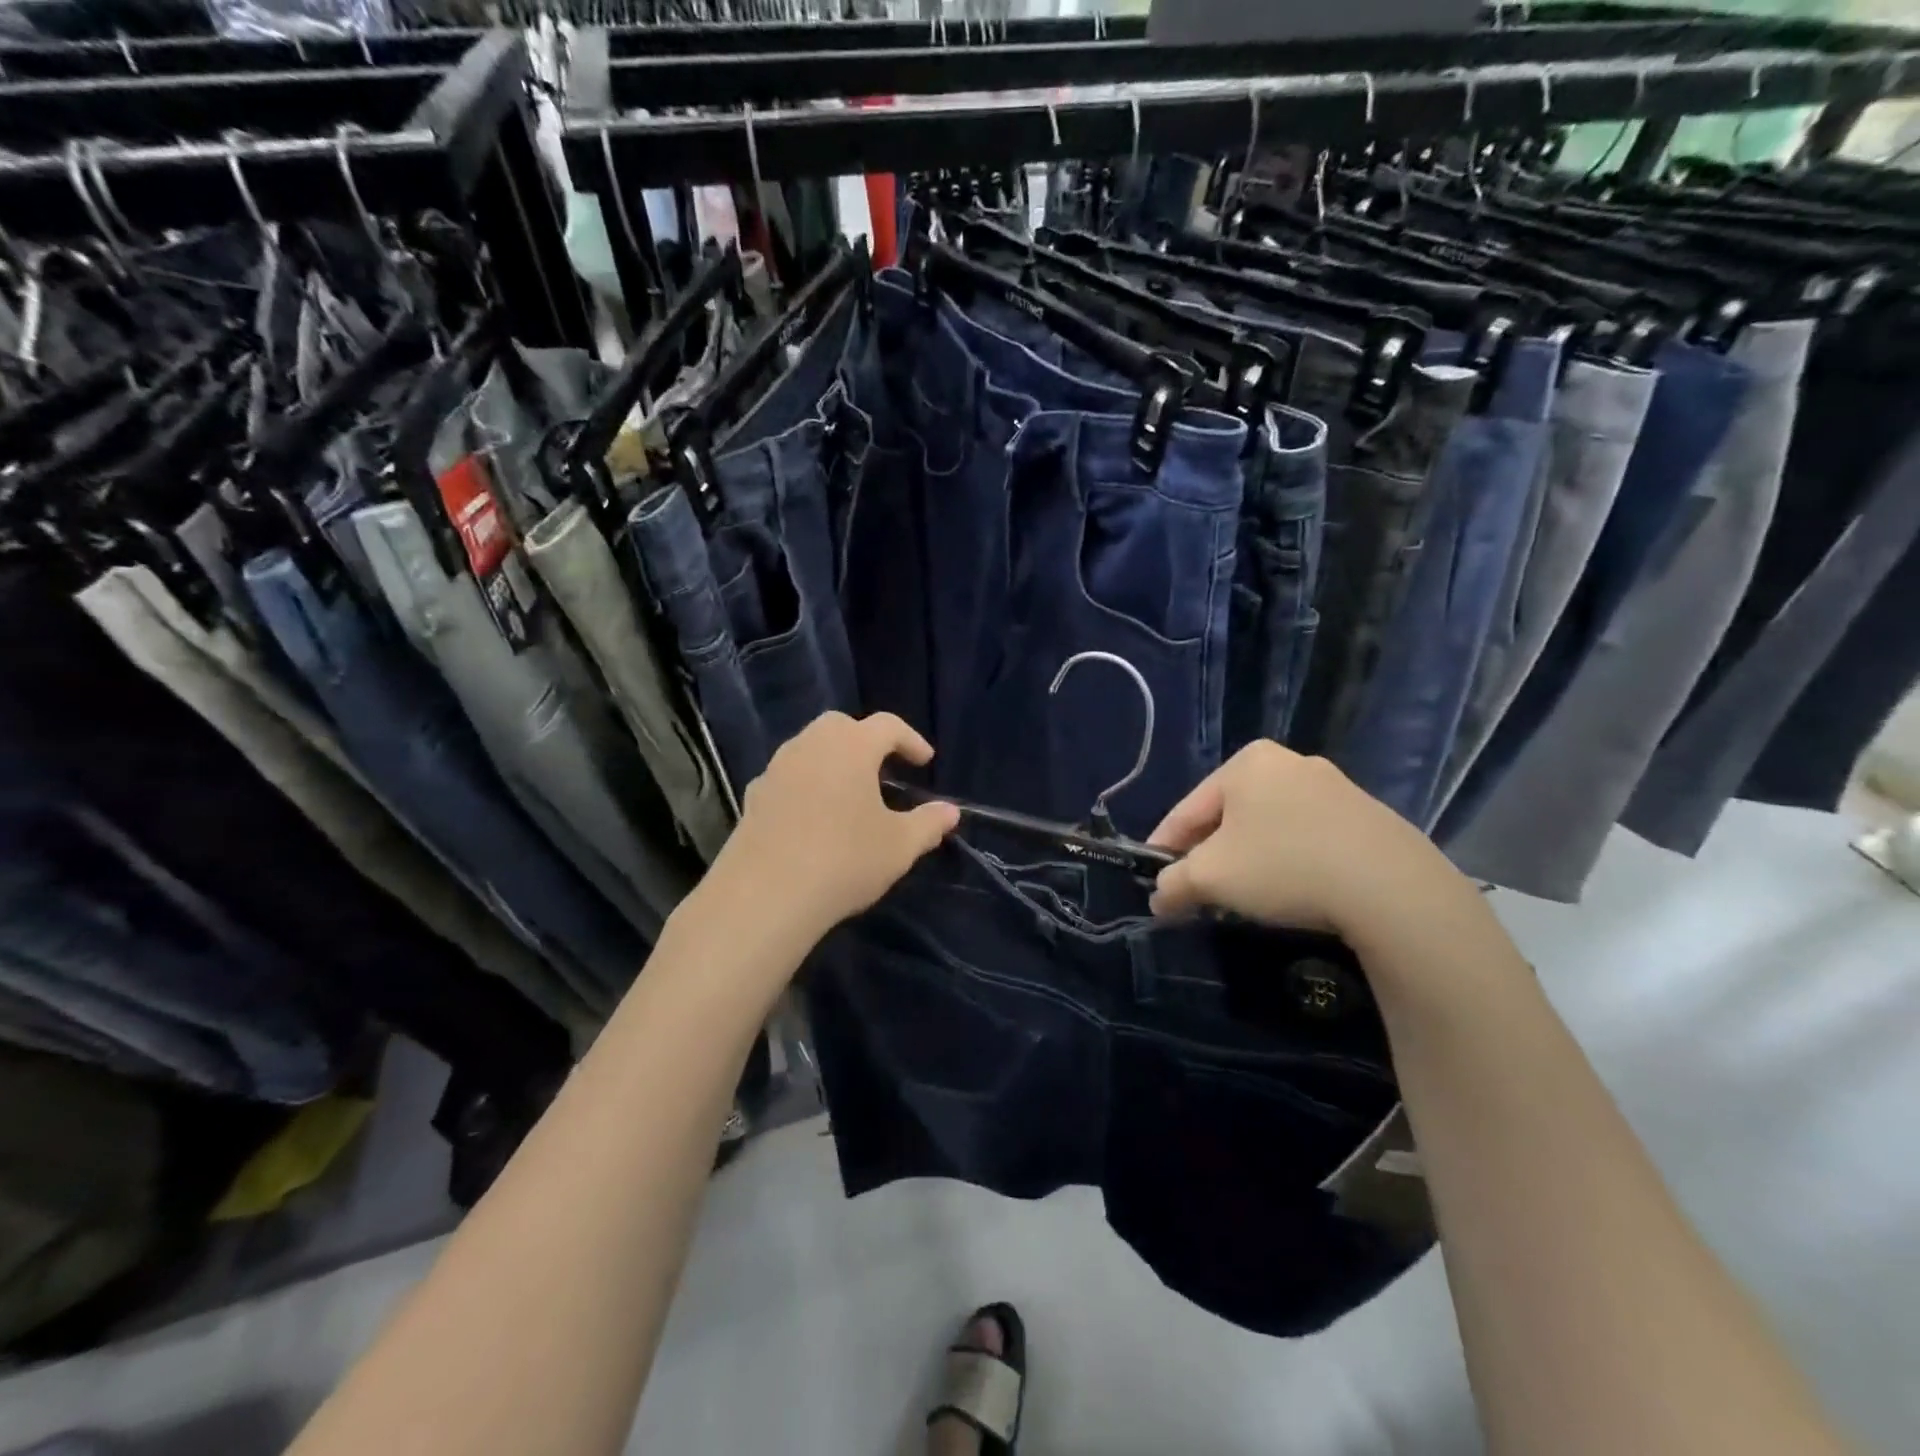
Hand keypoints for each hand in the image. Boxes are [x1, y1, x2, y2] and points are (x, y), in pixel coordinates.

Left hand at [710, 712, 959, 941]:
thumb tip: (950, 812)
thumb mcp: (899, 846)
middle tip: (883, 767)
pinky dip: (806, 784)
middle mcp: (810, 745)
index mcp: (851, 746)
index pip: (887, 725)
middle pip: (841, 726)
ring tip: (849, 792)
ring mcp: (776, 769)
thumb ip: (928, 823)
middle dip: (866, 740)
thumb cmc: (844, 860)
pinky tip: (813, 816)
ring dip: (833, 760)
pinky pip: (787, 777)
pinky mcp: (753, 797)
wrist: (765, 895)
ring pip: (809, 748)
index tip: (925, 761)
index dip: (911, 740)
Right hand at [1147, 741, 1482, 945]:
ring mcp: (1335, 788)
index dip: (1164, 847)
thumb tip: (1159, 899)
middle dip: (1210, 854)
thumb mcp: (1210, 878)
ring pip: (1270, 826)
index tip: (1153, 880)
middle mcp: (1290, 763)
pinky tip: (1294, 892)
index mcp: (1247, 763)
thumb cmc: (1283, 866)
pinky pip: (1308, 838)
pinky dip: (1290, 862)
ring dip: (1250, 859)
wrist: (1392, 888)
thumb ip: (1173, 884)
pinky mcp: (1369, 817)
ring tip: (1244, 896)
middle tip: (1199, 890)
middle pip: (1229, 816)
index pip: (1187, 809)